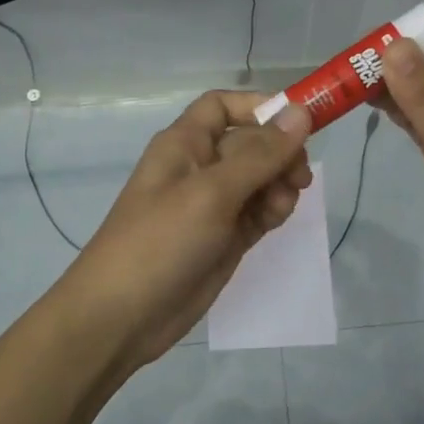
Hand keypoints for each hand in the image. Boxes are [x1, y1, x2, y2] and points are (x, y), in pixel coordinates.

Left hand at [56, 90, 312, 374]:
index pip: (223, 107)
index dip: (259, 108)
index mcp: (184, 144)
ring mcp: (213, 205)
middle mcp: (200, 168)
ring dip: (279, 184)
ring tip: (280, 205)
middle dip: (279, 152)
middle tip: (299, 176)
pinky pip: (258, 211)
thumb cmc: (160, 241)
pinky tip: (275, 220)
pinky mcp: (224, 238)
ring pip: (260, 179)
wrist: (122, 317)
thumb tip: (301, 112)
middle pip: (250, 142)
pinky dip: (272, 210)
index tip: (297, 124)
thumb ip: (260, 154)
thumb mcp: (212, 192)